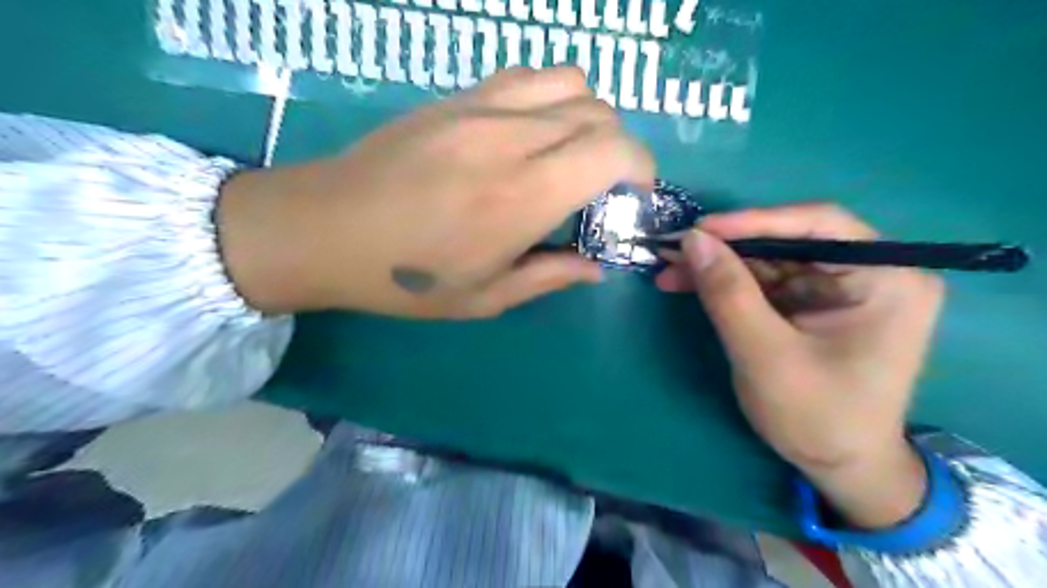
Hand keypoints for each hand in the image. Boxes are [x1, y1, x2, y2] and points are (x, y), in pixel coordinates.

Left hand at [217, 64, 650, 316]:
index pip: (613, 151)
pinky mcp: (456, 95)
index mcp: (522, 197)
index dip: (641, 168)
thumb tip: (595, 267)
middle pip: (600, 113)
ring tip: (571, 153)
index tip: (634, 196)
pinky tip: (533, 132)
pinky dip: (551, 97)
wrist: (323, 228)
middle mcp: (510, 139)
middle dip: (620, 149)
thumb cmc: (404, 278)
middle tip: (601, 187)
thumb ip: (550, 277)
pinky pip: (527, 76)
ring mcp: (480, 107)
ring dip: (589, 116)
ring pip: (570, 81)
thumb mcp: (484, 298)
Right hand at [661, 204, 949, 524]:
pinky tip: (688, 284)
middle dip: (727, 248)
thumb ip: (729, 293)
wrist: (839, 467)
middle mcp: (867, 273)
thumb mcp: (765, 354)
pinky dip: (725, 284)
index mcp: (885, 278)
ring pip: (768, 261)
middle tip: (674, 249)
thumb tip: (693, 240)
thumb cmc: (817, 416)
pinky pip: (763, 283)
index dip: (755, 221)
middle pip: (788, 242)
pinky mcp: (810, 305)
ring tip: (669, 269)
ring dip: (718, 266)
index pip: (819, 225)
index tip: (701, 229)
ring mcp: (837, 289)